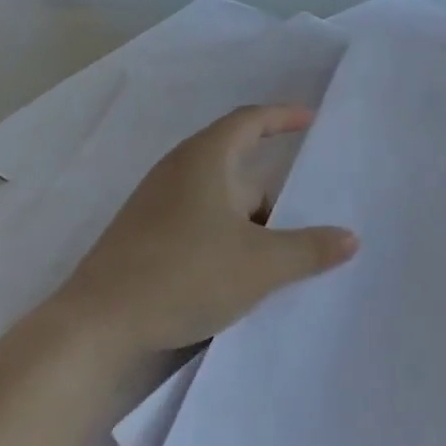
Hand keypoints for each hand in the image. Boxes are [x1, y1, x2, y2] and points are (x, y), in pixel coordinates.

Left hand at [54, 104, 357, 353]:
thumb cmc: (184, 276)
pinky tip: (239, 272)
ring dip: (251, 221)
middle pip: (239, 166)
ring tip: (281, 254)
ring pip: (220, 200)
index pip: (251, 120)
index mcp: (205, 159)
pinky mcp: (144, 236)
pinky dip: (227, 236)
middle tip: (309, 214)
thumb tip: (350, 238)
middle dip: (274, 191)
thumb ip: (310, 249)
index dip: (283, 116)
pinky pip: (200, 221)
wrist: (94, 328)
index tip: (311, 120)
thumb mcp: (260, 265)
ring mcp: (156, 205)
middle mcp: (178, 171)